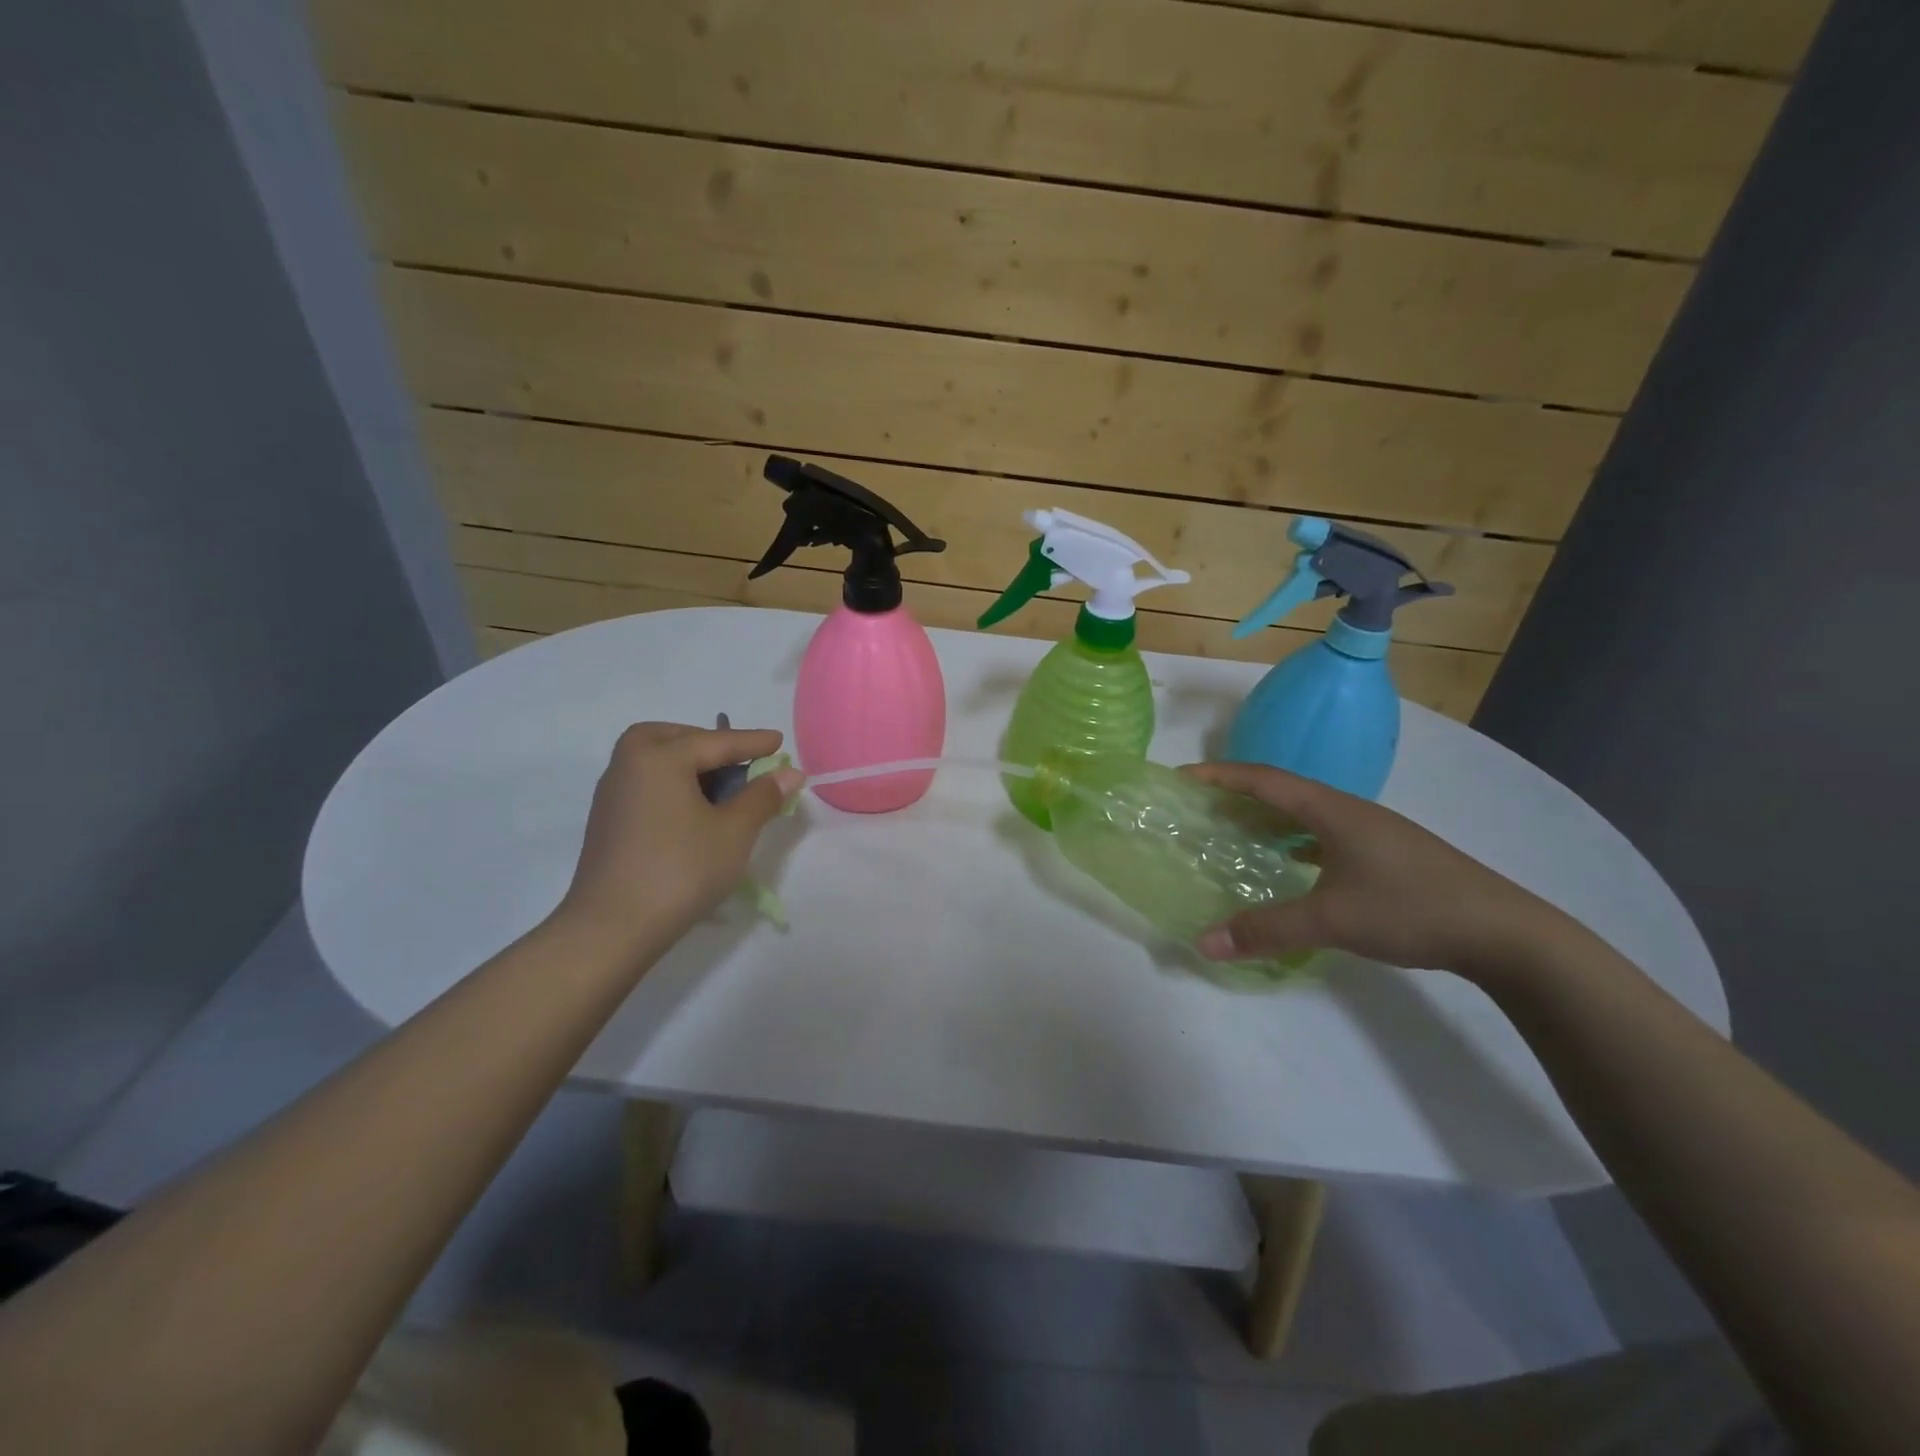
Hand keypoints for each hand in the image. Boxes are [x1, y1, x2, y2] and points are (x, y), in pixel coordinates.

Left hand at [558, 722, 803, 952]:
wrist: (612, 928)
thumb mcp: (734, 832)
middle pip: (674, 738)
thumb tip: (790, 772)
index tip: (780, 741)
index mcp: (660, 757)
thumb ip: (763, 796)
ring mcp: (613, 793)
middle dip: (709, 742)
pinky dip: (671, 782)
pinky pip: (645, 782)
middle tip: (739, 759)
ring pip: (654, 759)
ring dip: (688, 762)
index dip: (754, 743)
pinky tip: (692, 810)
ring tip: (721, 786)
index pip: (717, 742)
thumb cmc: (680, 870)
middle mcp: (629, 764)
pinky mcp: (608, 820)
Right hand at [1183, 761, 1572, 980]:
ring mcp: (1373, 834)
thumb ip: (1265, 930)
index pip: (1264, 779)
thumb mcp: (1331, 919)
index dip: (1220, 775)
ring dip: (1268, 821)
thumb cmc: (1412, 908)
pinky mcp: (1388, 856)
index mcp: (1333, 810)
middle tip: (1200, 810)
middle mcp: (1350, 812)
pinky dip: (1295, 844)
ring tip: (1235, 835)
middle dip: (1238, 796)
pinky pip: (1325, 837)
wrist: (1506, 933)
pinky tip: (1290, 868)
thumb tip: (1203, 942)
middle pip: (1282, 792)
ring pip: (1306, 816)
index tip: (1183, 777)